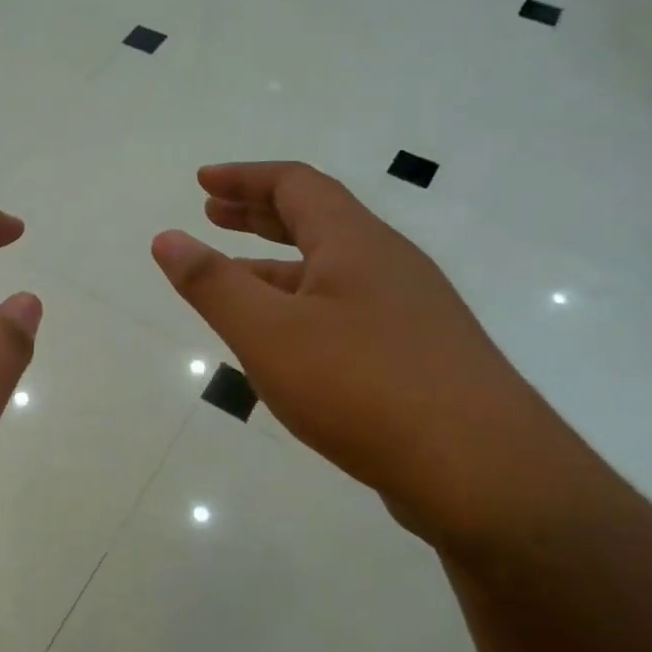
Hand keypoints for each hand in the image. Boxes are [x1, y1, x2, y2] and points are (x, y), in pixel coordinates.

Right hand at [151, 162, 559, 537]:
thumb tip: (166, 237)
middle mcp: (388, 265)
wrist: (485, 474)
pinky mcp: (419, 356)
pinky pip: (347, 310)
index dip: (244, 177)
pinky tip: (286, 342)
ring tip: (233, 278)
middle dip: (258, 213)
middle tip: (212, 214)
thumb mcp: (269, 333)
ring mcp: (410, 312)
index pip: (296, 184)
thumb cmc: (363, 387)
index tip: (202, 182)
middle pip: (318, 219)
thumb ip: (213, 284)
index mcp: (356, 243)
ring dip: (278, 264)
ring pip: (332, 270)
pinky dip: (303, 306)